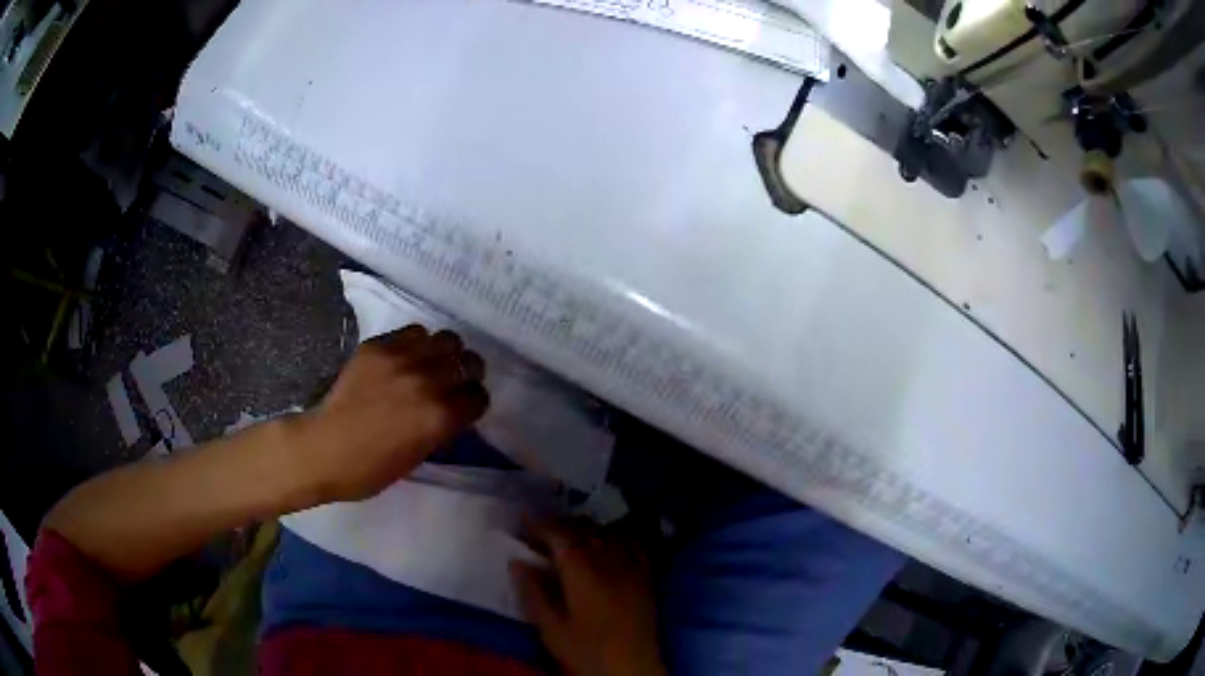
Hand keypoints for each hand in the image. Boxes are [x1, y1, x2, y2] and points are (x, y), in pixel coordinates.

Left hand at [295, 324, 488, 502]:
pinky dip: (417, 344)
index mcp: (440, 417)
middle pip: (469, 362)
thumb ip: (441, 428)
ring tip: (433, 364)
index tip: (464, 407)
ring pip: (446, 339)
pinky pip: (414, 332)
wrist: (324, 448)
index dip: (473, 403)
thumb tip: (453, 409)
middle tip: (454, 382)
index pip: (479, 397)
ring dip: (446, 353)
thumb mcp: (418, 456)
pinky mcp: (378, 346)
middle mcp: (427, 382)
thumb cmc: (371, 468)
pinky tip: (407, 358)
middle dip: (467, 374)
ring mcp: (401, 359)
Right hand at [511, 520, 665, 675]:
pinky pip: (632, 544)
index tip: (524, 519)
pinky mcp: (647, 577)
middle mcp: (609, 560)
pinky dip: (615, 536)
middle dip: (560, 525)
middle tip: (540, 532)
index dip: (540, 523)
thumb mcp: (551, 627)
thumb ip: (533, 592)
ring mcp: (632, 566)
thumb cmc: (586, 650)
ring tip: (569, 537)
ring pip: (608, 533)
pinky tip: (607, 543)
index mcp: (582, 571)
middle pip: (583, 529)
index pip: (559, 534)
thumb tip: (517, 562)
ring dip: (586, 529)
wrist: (632, 666)